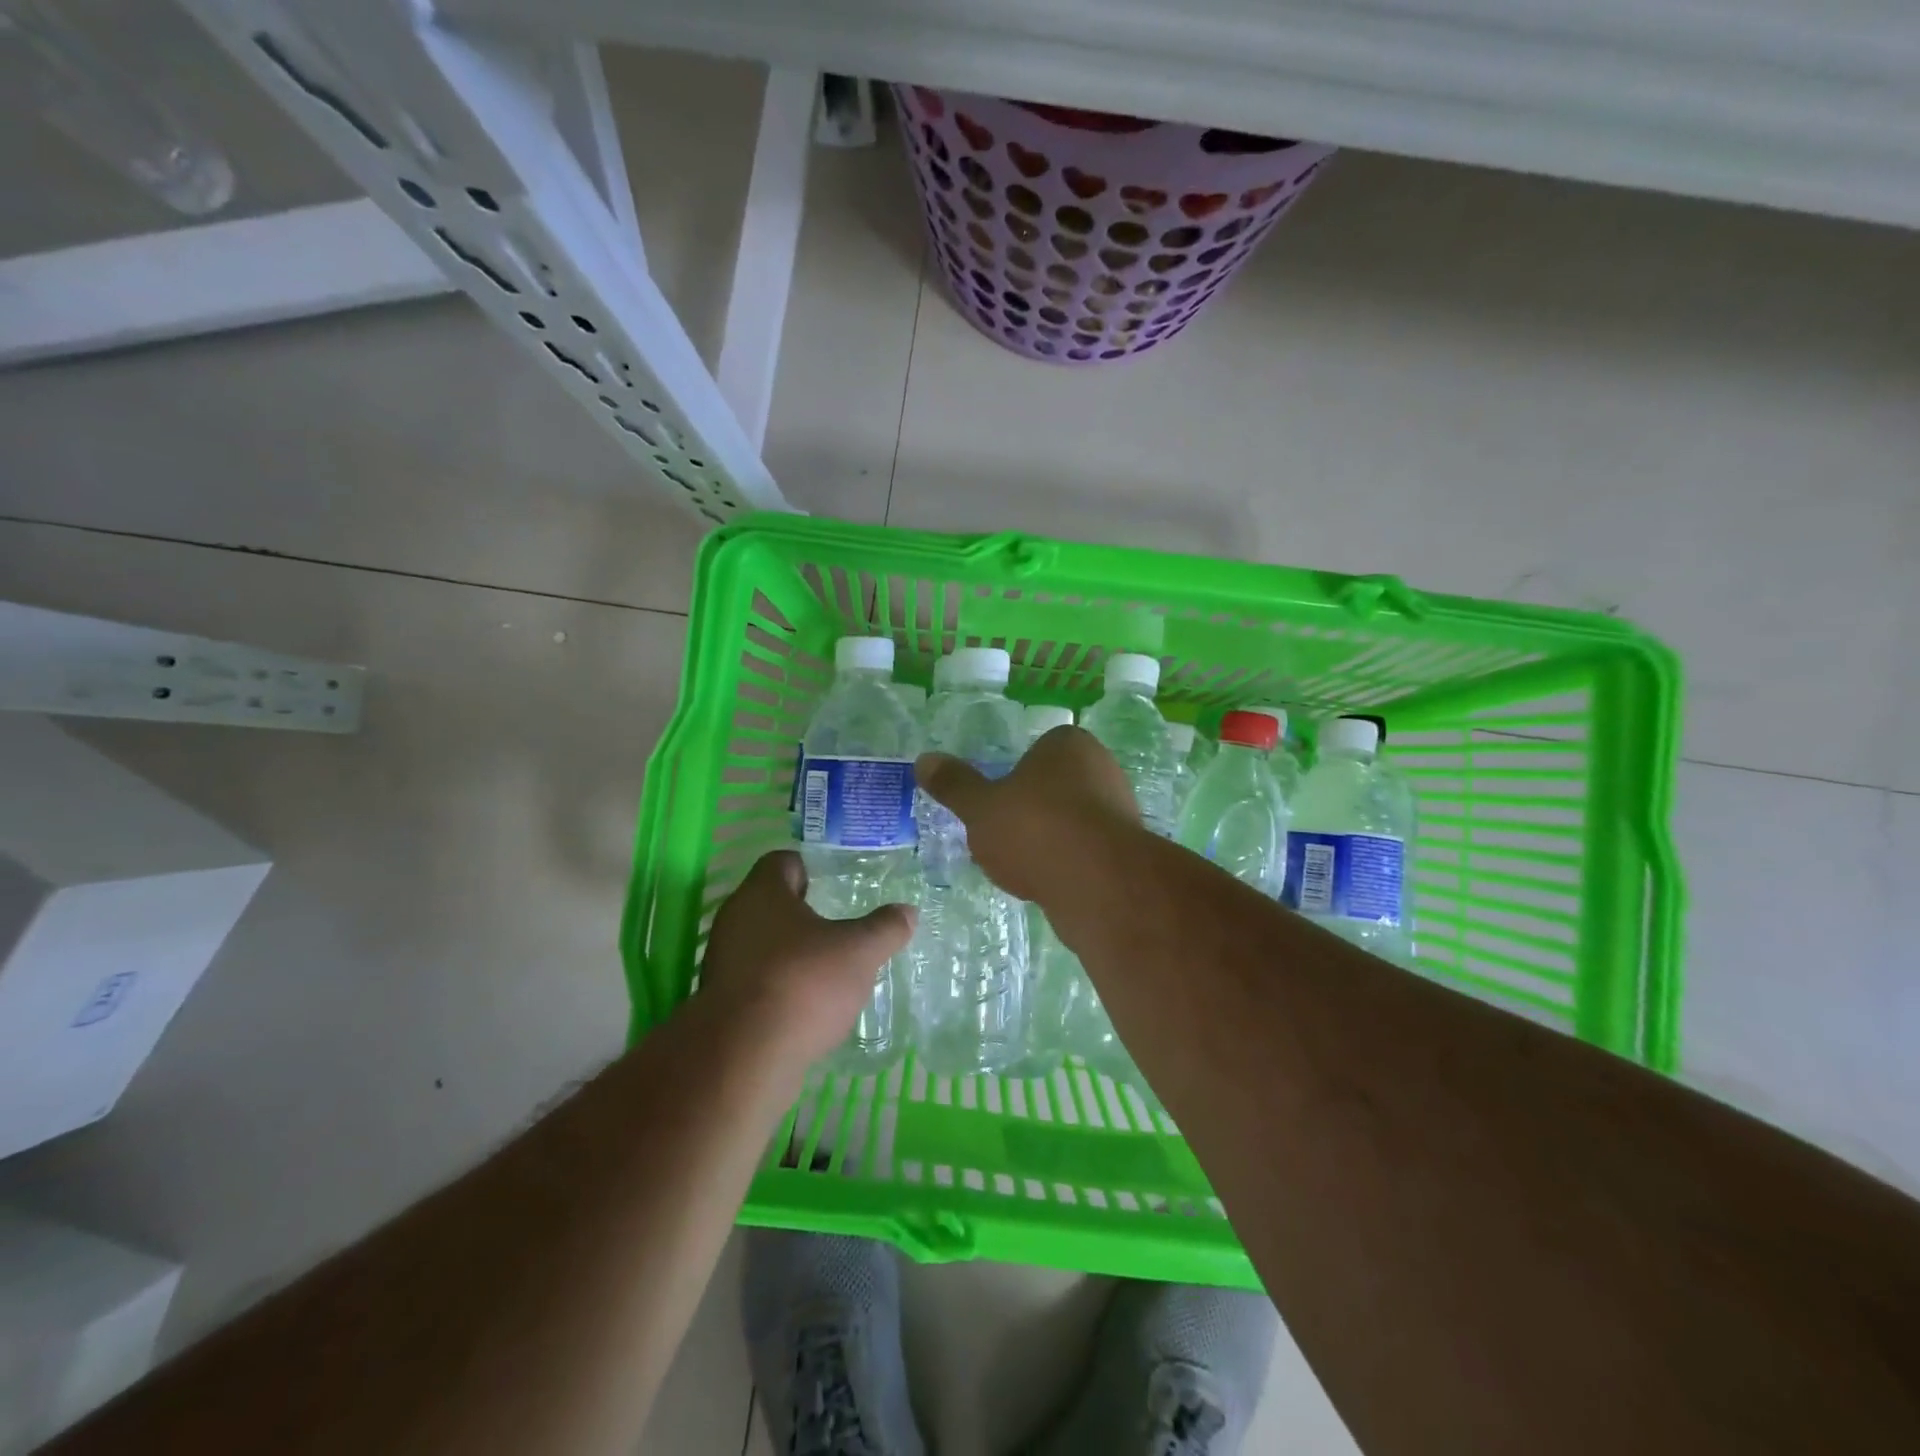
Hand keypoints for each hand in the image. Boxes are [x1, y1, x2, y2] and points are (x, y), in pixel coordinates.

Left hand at [699, 850, 914, 1070]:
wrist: (744, 1059)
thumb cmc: (803, 983)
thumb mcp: (859, 952)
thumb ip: (885, 928)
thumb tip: (908, 911)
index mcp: (762, 892)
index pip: (783, 861)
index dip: (811, 869)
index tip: (837, 885)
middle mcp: (735, 918)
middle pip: (772, 903)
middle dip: (805, 913)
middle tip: (841, 925)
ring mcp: (722, 961)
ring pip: (762, 943)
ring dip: (791, 951)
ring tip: (829, 967)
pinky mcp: (719, 1001)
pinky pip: (755, 979)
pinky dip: (779, 984)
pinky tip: (807, 1003)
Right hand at [915, 725, 1139, 902]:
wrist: (1099, 885)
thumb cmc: (1035, 829)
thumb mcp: (980, 807)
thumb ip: (954, 785)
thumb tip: (924, 760)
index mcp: (1069, 744)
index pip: (1036, 750)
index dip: (1012, 777)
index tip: (994, 805)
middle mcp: (1102, 767)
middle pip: (1054, 786)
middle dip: (1030, 810)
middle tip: (1002, 836)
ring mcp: (1120, 809)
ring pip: (1070, 820)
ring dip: (1048, 840)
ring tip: (1022, 866)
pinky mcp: (1128, 850)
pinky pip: (1086, 851)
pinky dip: (1066, 864)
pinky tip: (1047, 884)